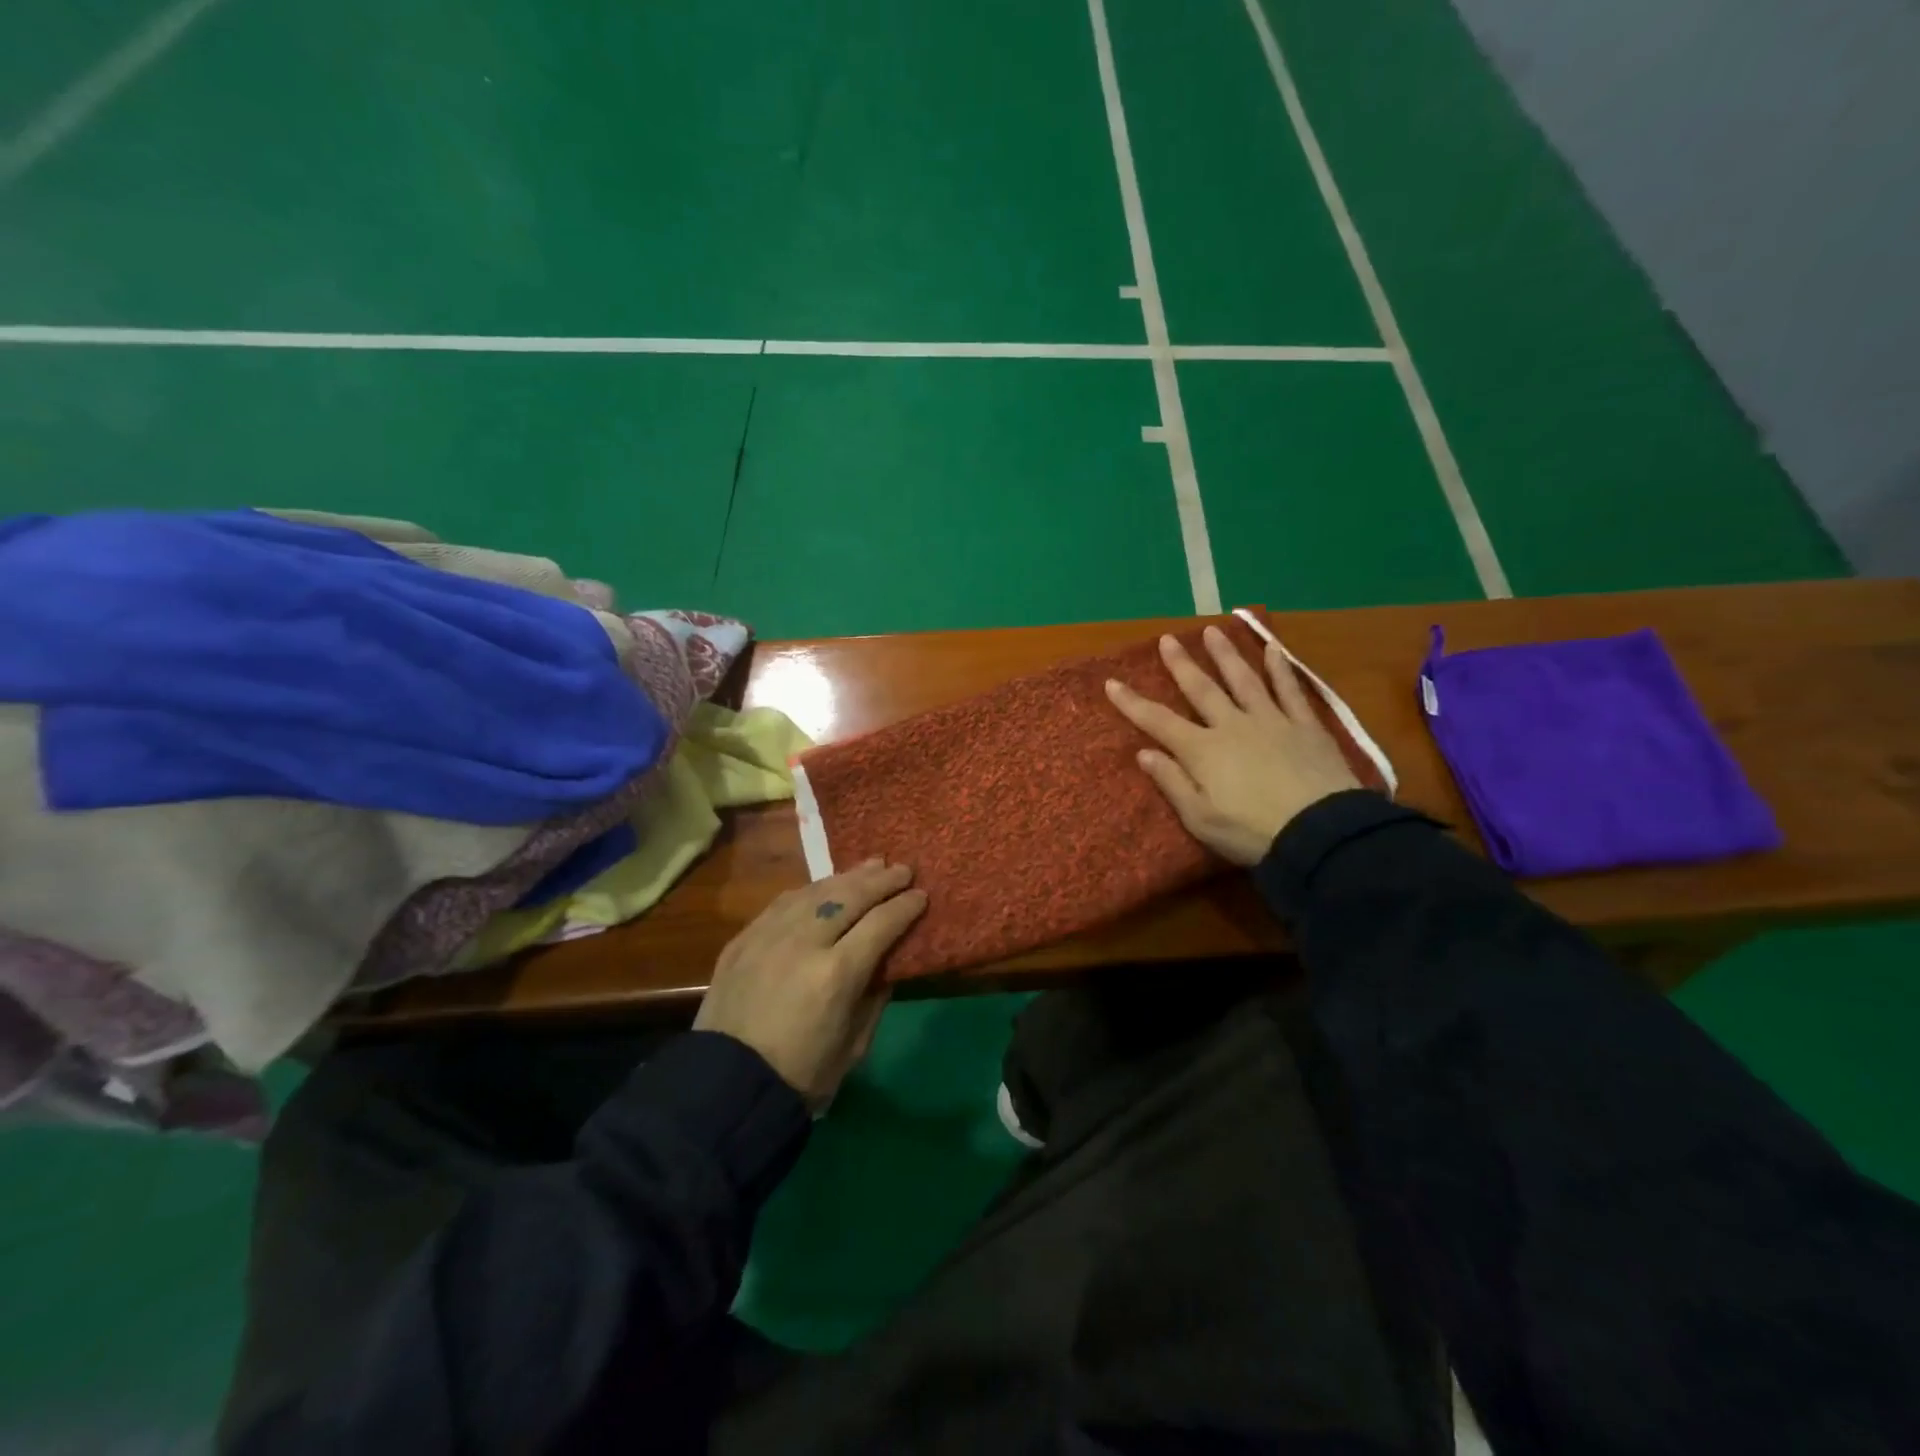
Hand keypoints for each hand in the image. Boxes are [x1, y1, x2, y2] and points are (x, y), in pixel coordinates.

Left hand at [694, 860, 927, 1109]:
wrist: (726, 1089)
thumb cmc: (801, 1076)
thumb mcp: (855, 1046)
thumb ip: (875, 997)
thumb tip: (887, 962)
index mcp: (837, 974)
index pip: (881, 924)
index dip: (905, 906)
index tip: (921, 895)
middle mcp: (804, 943)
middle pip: (849, 896)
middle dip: (881, 881)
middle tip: (903, 870)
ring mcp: (769, 936)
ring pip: (815, 891)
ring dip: (848, 876)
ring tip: (872, 865)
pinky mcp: (743, 939)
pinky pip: (784, 902)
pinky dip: (811, 890)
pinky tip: (825, 885)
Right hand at [1106, 627, 1361, 865]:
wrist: (1321, 833)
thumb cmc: (1252, 832)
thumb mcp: (1200, 819)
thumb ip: (1172, 782)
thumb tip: (1144, 752)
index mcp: (1203, 751)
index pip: (1159, 721)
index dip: (1133, 703)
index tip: (1111, 683)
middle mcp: (1232, 725)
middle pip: (1201, 689)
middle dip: (1181, 664)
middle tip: (1168, 639)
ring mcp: (1271, 721)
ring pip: (1243, 679)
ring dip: (1226, 654)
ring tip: (1213, 630)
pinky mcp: (1305, 726)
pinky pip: (1289, 690)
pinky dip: (1280, 669)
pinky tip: (1274, 649)